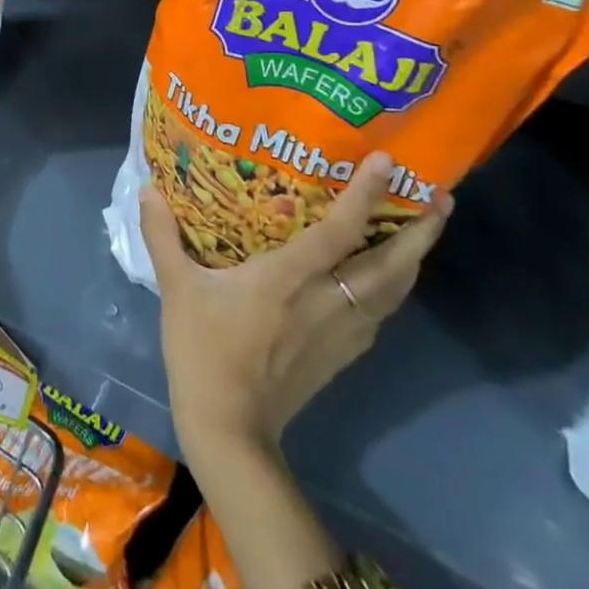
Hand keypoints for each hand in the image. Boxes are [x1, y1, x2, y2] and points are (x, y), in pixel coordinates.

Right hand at [139, 152, 450, 466]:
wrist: (229, 426)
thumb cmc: (202, 349)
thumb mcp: (177, 288)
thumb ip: (163, 236)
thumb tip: (147, 190)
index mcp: (290, 278)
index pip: (340, 230)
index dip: (367, 195)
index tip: (390, 161)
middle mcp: (327, 301)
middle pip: (391, 266)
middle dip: (422, 232)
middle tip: (442, 197)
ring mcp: (341, 332)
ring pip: (393, 293)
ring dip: (414, 260)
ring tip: (423, 232)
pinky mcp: (341, 356)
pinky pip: (379, 315)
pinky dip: (392, 290)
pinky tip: (384, 283)